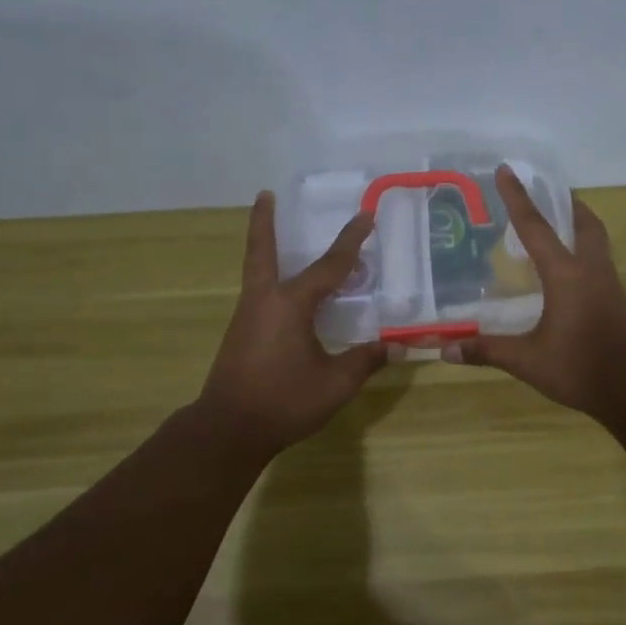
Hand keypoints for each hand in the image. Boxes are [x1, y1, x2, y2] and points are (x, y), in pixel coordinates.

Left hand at [195, 192, 387, 456]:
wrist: (228, 430)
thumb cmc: (284, 401)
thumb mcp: (335, 384)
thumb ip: (365, 361)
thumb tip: (397, 347)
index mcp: (290, 305)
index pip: (329, 266)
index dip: (351, 242)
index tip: (366, 215)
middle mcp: (264, 300)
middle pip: (262, 251)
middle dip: (264, 222)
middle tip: (265, 194)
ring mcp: (247, 316)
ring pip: (258, 271)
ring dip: (267, 248)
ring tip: (282, 237)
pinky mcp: (241, 333)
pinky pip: (260, 293)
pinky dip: (272, 279)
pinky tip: (287, 293)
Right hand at [445, 166, 625, 417]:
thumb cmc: (579, 368)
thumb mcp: (527, 360)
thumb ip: (487, 350)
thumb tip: (444, 349)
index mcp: (566, 275)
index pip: (536, 227)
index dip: (518, 198)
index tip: (506, 170)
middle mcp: (590, 270)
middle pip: (584, 223)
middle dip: (566, 204)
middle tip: (548, 193)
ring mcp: (609, 284)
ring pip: (596, 240)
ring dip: (578, 225)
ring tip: (558, 225)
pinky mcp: (617, 300)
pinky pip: (599, 261)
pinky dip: (584, 251)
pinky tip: (569, 271)